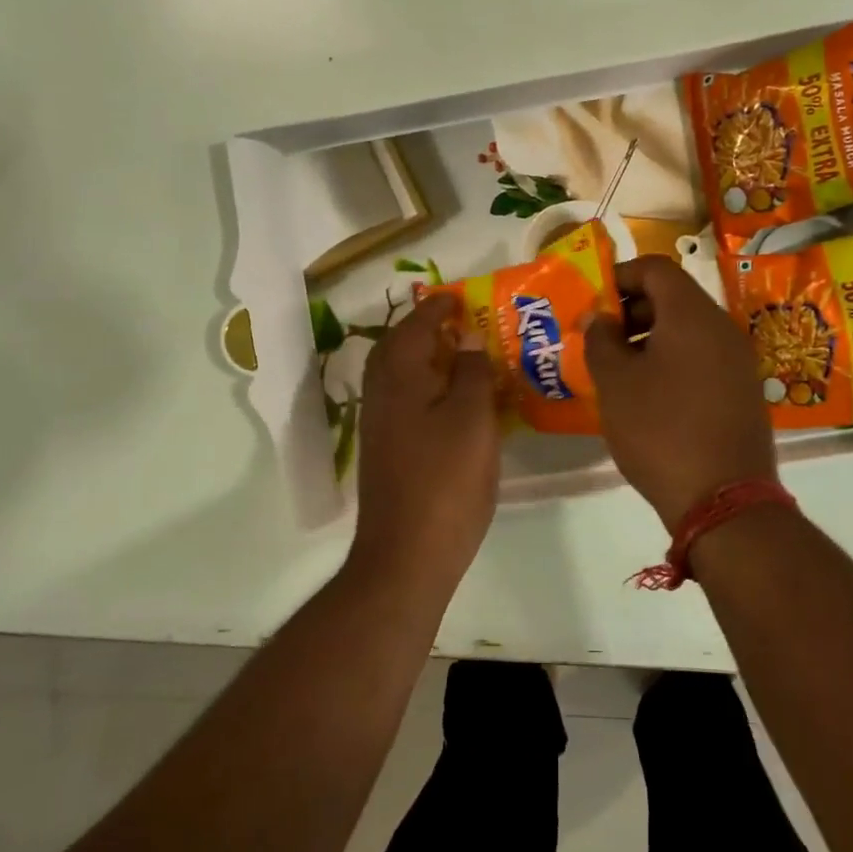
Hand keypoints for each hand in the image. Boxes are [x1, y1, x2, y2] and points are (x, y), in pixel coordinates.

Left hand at [345, 292, 500, 598]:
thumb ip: (471, 373)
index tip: (462, 297)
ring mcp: (379, 425)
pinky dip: (425, 387)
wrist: (408, 553)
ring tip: (461, 356)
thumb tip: (468, 341)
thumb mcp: (473, 420)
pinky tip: (451, 402)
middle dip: (426, 329)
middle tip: (462, 323)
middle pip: (398, 347)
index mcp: (400, 377)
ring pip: (399, 375)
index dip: (439, 308)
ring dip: (424, 358)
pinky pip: (404, 401)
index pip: (416, 326)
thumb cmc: (446, 481)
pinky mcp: (386, 451)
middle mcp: (381, 394)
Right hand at [585, 256, 776, 528]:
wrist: (724, 497)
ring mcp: (739, 361)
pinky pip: (702, 360)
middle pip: (674, 298)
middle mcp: (722, 328)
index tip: (592, 302)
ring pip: (688, 331)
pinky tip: (650, 397)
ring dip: (650, 340)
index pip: (656, 268)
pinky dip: (672, 363)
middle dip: (631, 311)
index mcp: (691, 314)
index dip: (619, 276)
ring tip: (619, 372)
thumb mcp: (616, 384)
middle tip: (600, 340)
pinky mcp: (744, 392)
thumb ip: (601, 340)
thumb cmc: (660, 430)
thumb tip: (600, 317)